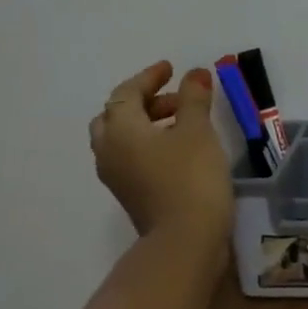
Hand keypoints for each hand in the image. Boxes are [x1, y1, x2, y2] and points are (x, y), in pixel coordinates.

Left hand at [87, 62, 231, 240]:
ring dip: (147, 124)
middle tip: (176, 99)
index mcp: (120, 129)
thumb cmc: (191, 178)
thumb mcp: (198, 132)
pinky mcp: (130, 195)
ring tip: (182, 123)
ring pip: (122, 139)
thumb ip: (194, 99)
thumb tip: (195, 74)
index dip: (149, 77)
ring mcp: (117, 176)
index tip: (170, 68)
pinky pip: (131, 158)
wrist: (186, 240)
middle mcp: (109, 150)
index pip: (127, 93)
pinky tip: (177, 149)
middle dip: (144, 102)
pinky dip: (149, 144)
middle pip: (116, 116)